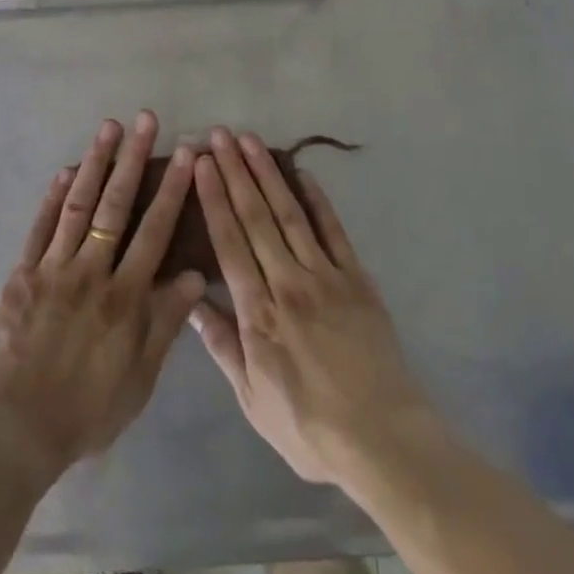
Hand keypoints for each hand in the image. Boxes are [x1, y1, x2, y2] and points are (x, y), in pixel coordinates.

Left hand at [0, 111, 204, 483]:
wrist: (16, 430)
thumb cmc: (86, 411)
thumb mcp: (139, 378)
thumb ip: (166, 323)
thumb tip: (196, 274)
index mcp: (124, 297)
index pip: (155, 231)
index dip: (172, 189)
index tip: (186, 154)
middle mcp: (92, 271)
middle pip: (116, 205)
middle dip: (133, 158)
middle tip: (145, 118)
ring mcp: (54, 268)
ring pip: (79, 205)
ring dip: (95, 163)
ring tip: (108, 127)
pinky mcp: (23, 273)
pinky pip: (40, 228)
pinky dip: (53, 197)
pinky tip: (65, 170)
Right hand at [192, 128, 437, 485]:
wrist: (384, 440)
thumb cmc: (309, 426)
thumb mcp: (252, 398)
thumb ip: (222, 344)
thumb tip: (190, 301)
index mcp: (259, 312)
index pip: (229, 242)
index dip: (213, 199)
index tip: (202, 163)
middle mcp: (288, 282)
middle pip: (256, 216)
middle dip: (235, 171)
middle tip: (220, 134)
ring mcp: (325, 275)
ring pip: (290, 213)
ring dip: (268, 173)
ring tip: (250, 140)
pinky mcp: (356, 278)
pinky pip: (333, 230)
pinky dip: (317, 199)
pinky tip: (303, 173)